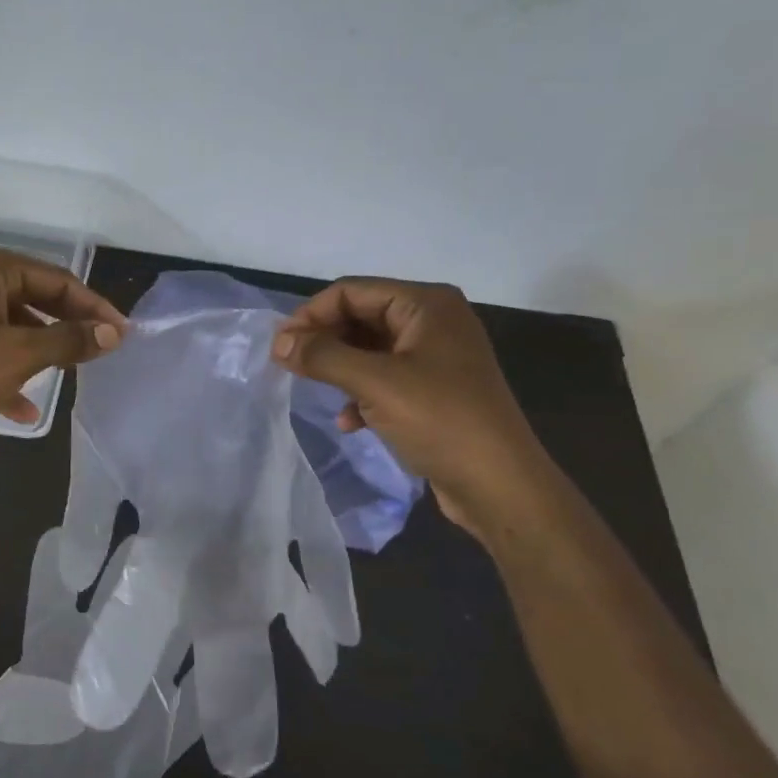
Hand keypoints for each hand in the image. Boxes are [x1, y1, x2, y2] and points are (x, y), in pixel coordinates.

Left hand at [0, 244, 126, 446]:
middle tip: (101, 351)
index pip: (56, 279)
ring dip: (42, 351)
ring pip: (13, 328)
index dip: (93, 306)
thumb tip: (113, 334)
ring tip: (71, 373)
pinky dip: (10, 374)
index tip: (121, 333)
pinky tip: (27, 408)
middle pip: (35, 300)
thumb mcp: (21, 354)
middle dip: (67, 327)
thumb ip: (70, 341)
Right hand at [271, 278, 550, 534]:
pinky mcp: (434, 390)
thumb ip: (322, 356)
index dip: (311, 314)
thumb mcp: (374, 383)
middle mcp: (433, 321)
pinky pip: (384, 378)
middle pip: (360, 317)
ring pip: (369, 350)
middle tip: (291, 368)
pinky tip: (349, 422)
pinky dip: (360, 394)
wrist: (499, 485)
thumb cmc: (440, 421)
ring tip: (317, 393)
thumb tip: (278, 342)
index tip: (280, 347)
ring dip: (340, 370)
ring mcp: (436, 357)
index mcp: (426, 305)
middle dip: (324, 342)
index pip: (352, 292)